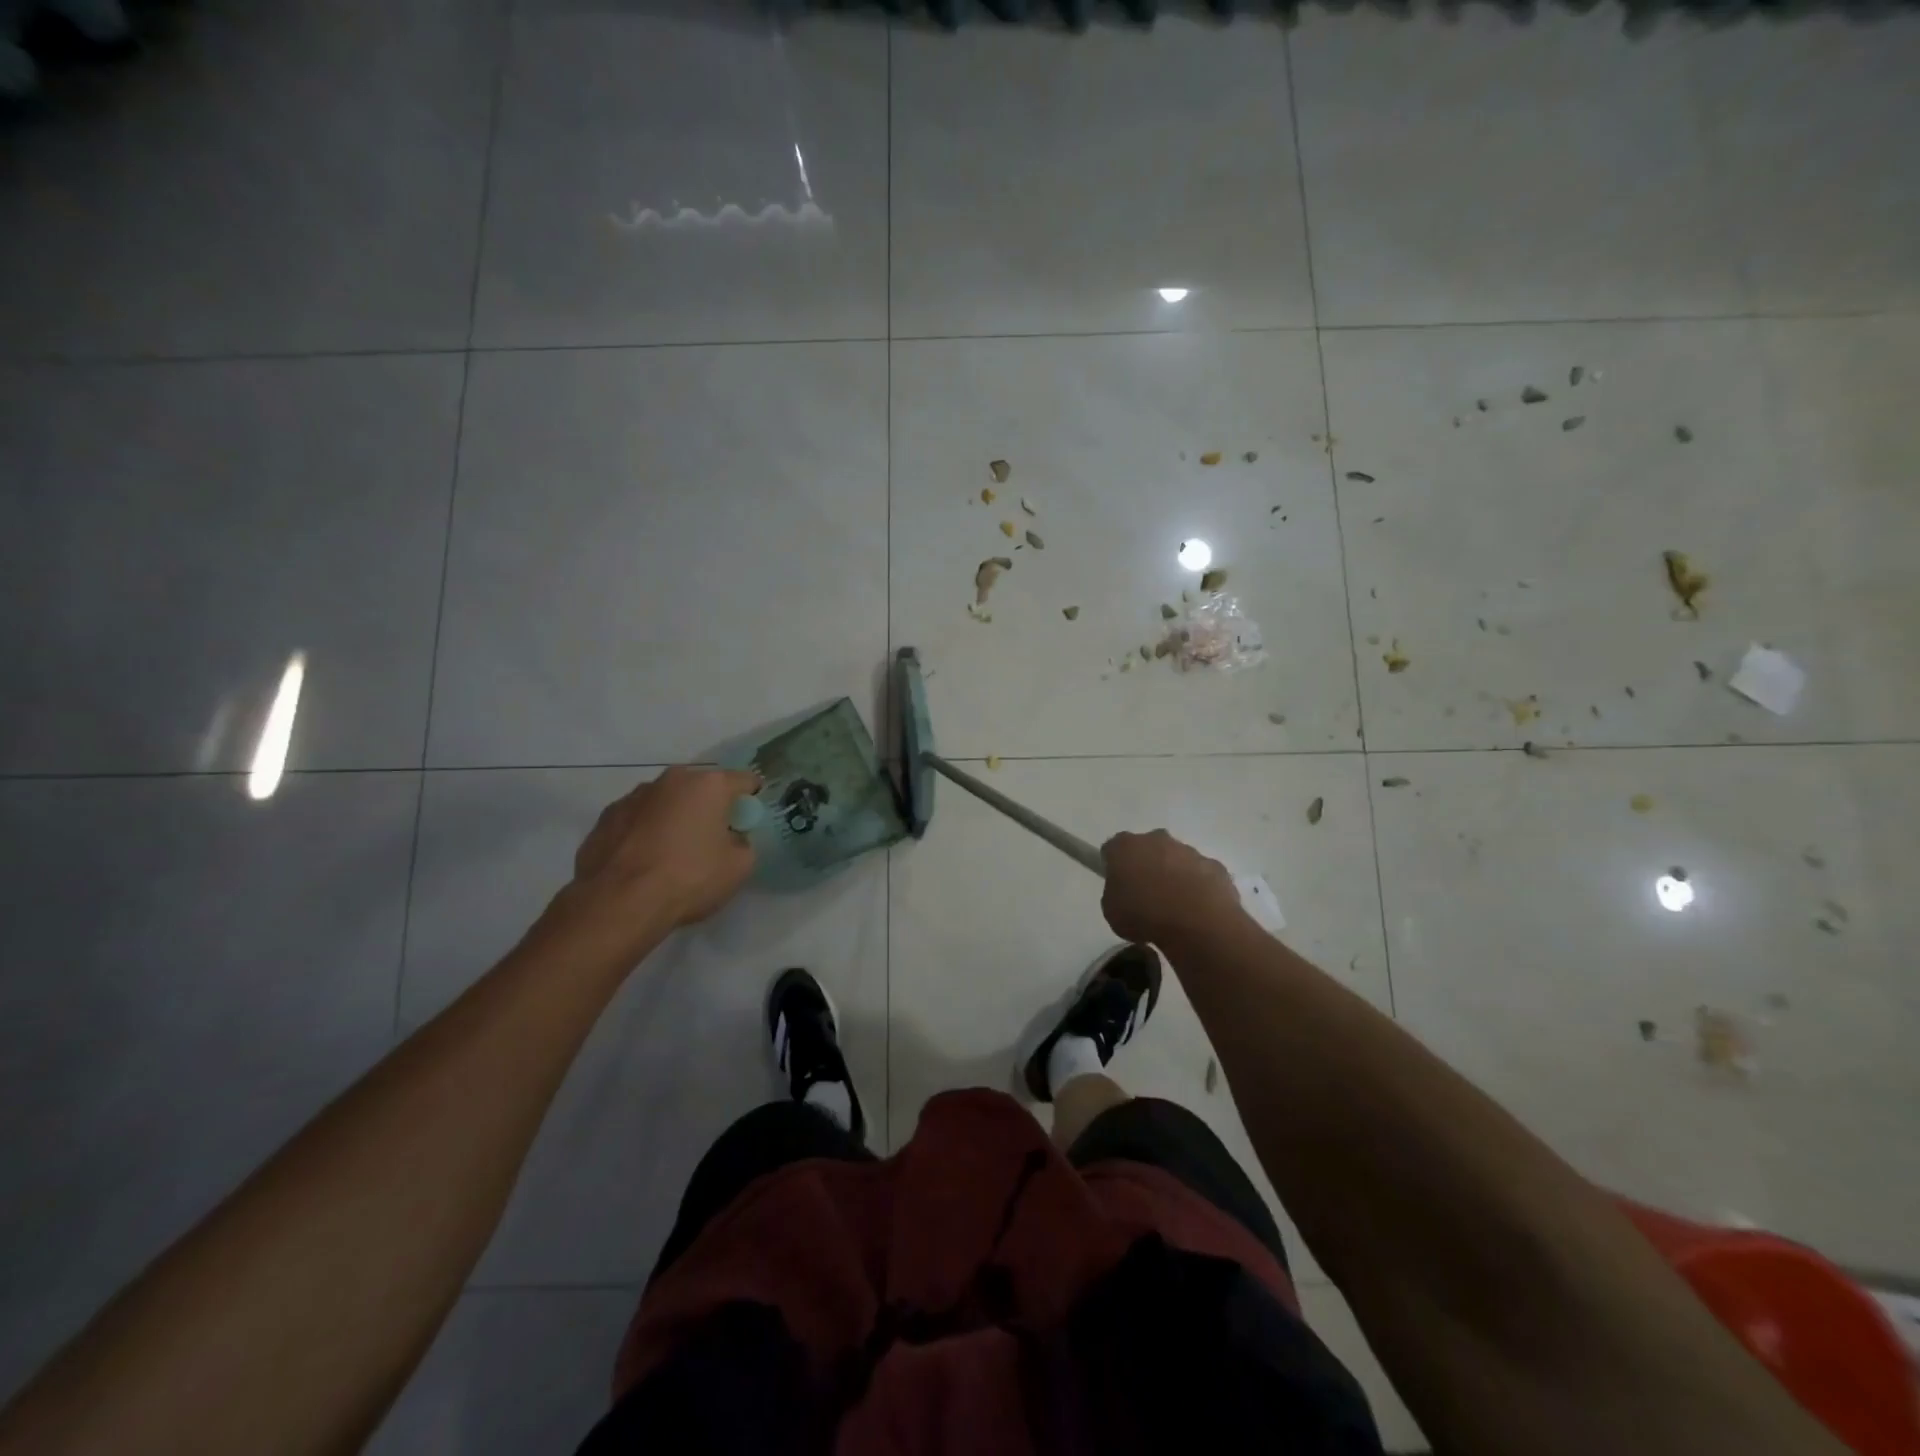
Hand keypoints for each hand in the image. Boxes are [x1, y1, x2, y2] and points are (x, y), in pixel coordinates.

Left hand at [565, 766, 760, 938]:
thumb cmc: (689, 878)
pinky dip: (644, 833)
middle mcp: (670, 780)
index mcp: (708, 785)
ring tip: (671, 854)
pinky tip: (643, 862)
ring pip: (665, 802)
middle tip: (710, 840)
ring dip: (673, 818)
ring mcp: (632, 796)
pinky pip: (637, 820)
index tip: (748, 822)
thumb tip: (730, 839)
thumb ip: (742, 843)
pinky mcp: (605, 818)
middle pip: (701, 788)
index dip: (751, 800)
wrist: (618, 903)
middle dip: (708, 808)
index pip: (744, 781)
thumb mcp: (739, 867)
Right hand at [1100, 829, 1243, 946]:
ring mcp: (1189, 851)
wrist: (1197, 924)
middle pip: (1147, 848)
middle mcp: (1156, 840)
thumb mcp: (1112, 912)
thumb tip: (1126, 894)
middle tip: (1145, 895)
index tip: (1117, 885)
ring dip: (1173, 877)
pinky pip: (1200, 875)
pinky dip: (1197, 888)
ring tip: (1174, 909)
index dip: (1113, 866)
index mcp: (1125, 847)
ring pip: (1176, 860)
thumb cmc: (1145, 916)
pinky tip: (1196, 911)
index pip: (1113, 849)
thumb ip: (1115, 895)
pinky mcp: (1214, 866)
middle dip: (1146, 866)